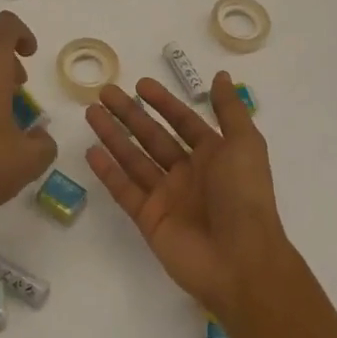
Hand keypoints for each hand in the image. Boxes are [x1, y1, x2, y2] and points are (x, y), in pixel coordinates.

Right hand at [85, 72, 289, 324]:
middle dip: (129, 113)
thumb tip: (222, 75)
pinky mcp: (149, 220)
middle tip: (104, 92)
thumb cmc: (244, 196)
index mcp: (213, 156)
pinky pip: (124, 190)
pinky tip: (91, 151)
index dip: (163, 102)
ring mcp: (167, 197)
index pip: (182, 121)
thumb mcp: (245, 144)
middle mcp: (188, 174)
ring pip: (134, 159)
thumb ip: (229, 110)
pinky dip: (108, 171)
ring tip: (91, 112)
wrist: (241, 261)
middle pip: (152, 136)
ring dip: (112, 135)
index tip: (139, 84)